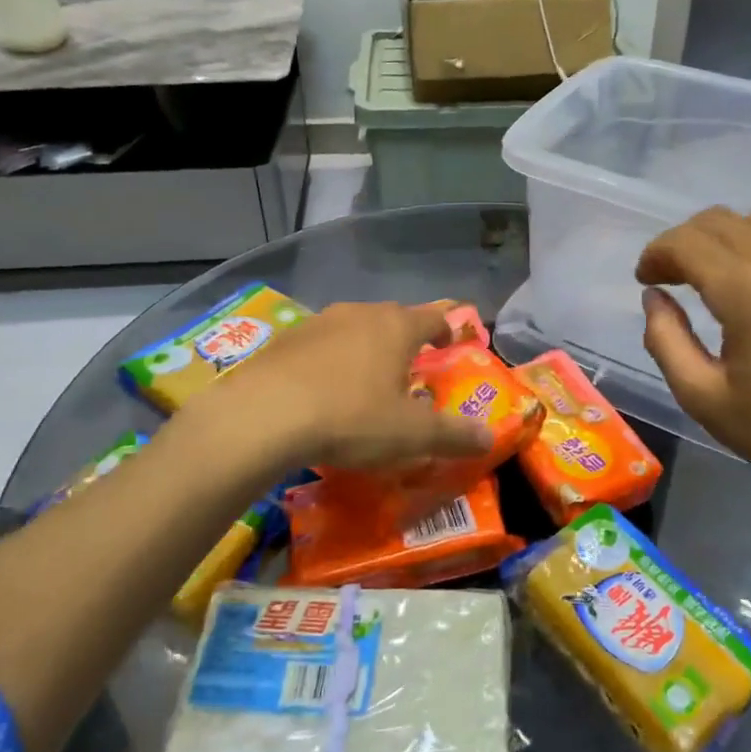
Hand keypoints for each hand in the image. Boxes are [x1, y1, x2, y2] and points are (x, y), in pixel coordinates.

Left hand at [183, 301, 493, 473]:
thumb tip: (488, 437)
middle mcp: (360, 313)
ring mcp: (318, 322)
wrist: (262, 416)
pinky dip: (327, 363)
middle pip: (392, 319)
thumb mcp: (411, 435)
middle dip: (403, 342)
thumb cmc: (350, 418)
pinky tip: (319, 393)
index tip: (449, 347)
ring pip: (352, 329)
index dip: (446, 331)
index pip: (433, 318)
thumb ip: (454, 435)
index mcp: (396, 327)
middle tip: (407, 372)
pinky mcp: (283, 340)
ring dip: (363, 350)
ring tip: (362, 384)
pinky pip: (318, 346)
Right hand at [636, 208, 750, 516]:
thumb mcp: (705, 399)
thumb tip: (655, 299)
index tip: (646, 280)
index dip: (656, 254)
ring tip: (720, 275)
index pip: (686, 242)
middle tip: (673, 277)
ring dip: (728, 238)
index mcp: (747, 290)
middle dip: (685, 242)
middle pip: (720, 221)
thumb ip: (666, 340)